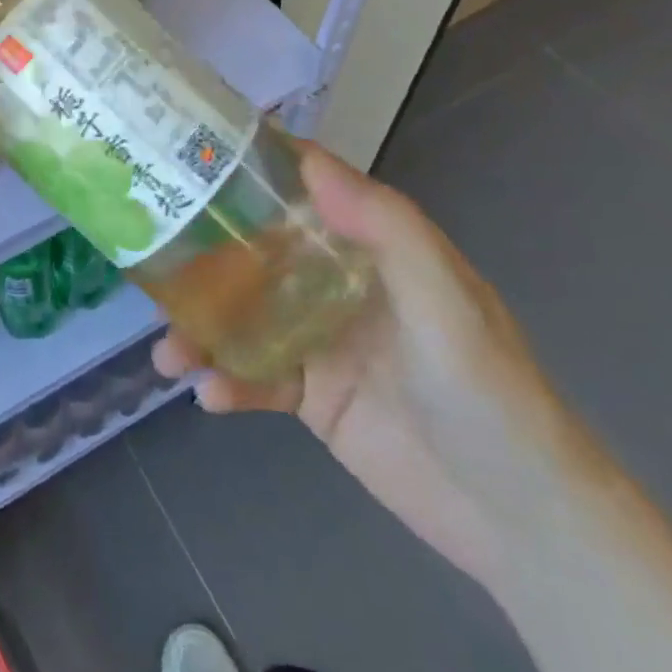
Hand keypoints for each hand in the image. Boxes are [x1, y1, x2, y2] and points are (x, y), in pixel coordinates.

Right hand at [154, 146, 588, 592]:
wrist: (519, 518)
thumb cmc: (486, 389)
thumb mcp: (444, 299)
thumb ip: (383, 227)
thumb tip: (309, 159)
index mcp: (370, 245)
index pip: (305, 189)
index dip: (253, 168)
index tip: (192, 153)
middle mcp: (336, 282)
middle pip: (257, 252)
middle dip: (204, 256)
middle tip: (152, 258)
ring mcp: (319, 340)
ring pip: (244, 317)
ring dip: (202, 329)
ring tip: (169, 354)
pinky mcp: (311, 396)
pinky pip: (255, 378)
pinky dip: (227, 383)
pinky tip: (208, 394)